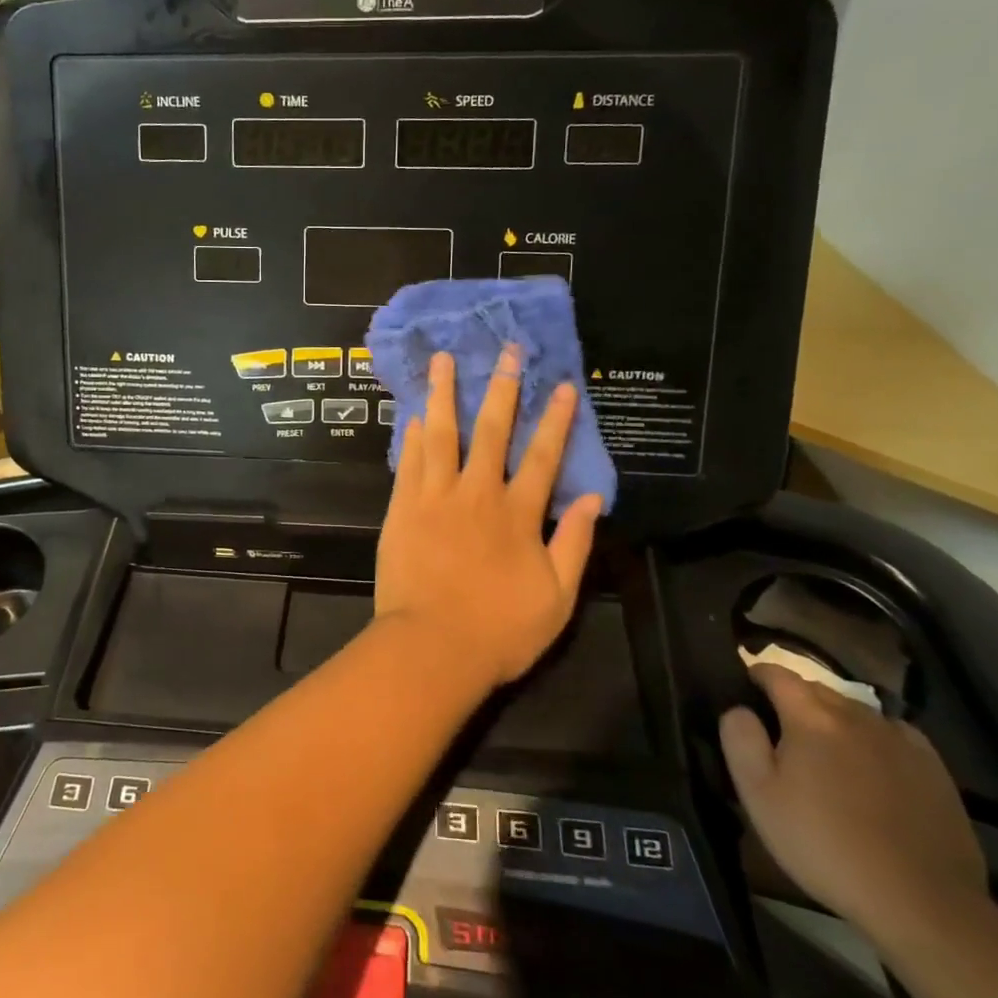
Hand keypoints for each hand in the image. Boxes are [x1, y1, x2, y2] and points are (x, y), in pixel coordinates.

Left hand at [374, 347, 603, 687]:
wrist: (432, 648)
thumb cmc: (499, 630)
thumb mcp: (557, 597)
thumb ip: (575, 543)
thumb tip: (594, 499)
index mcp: (518, 514)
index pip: (543, 456)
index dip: (554, 420)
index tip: (561, 385)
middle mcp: (477, 494)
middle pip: (491, 431)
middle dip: (501, 388)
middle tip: (504, 350)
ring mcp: (435, 497)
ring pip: (442, 435)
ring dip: (444, 394)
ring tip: (442, 359)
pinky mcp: (403, 508)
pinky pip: (409, 462)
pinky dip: (413, 436)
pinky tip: (414, 412)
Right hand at [720, 665, 987, 944]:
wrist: (921, 902)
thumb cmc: (825, 844)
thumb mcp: (759, 795)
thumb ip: (740, 739)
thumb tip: (739, 709)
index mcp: (811, 717)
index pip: (777, 674)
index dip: (757, 674)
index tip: (746, 687)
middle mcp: (856, 716)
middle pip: (817, 689)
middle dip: (795, 697)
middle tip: (781, 727)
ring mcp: (900, 741)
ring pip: (856, 711)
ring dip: (834, 718)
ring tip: (826, 748)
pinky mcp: (934, 769)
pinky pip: (894, 735)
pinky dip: (875, 738)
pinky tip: (873, 763)